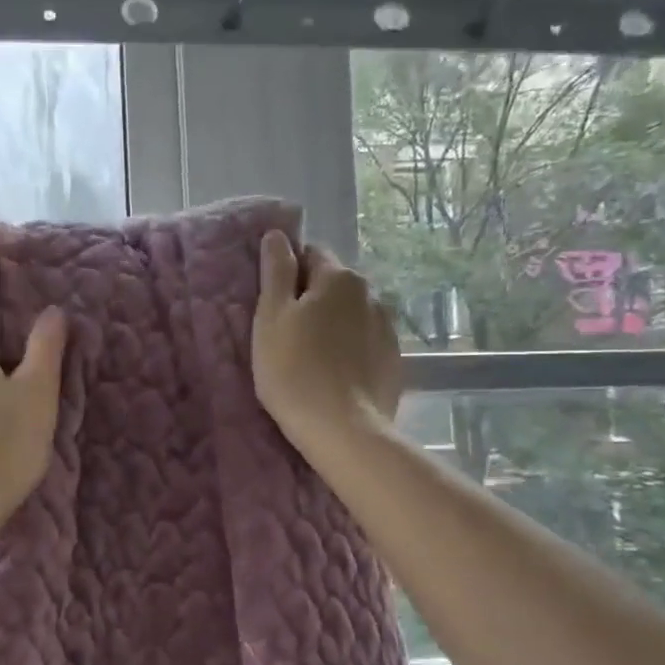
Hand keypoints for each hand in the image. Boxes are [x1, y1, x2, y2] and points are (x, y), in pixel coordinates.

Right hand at [252, 231, 401, 453]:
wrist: (342, 430)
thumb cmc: (294, 371)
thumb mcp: (271, 317)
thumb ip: (275, 272)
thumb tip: (277, 235)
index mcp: (339, 278)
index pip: (310, 255)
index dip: (288, 275)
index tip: (273, 305)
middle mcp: (370, 294)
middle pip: (333, 286)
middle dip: (312, 300)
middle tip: (287, 335)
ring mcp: (387, 329)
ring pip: (351, 315)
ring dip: (332, 326)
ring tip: (312, 360)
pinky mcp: (393, 361)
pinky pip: (364, 343)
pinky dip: (349, 351)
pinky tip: (334, 376)